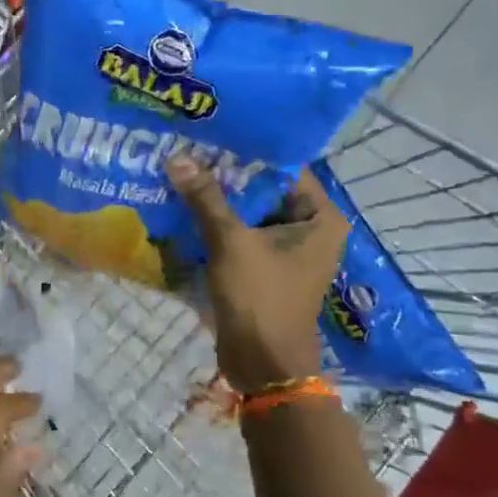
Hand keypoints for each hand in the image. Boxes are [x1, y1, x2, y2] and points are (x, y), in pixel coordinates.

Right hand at [168, 155, 348, 394]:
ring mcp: (287, 250)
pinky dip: (218, 223)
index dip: (248, 150)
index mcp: (319, 217)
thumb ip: (206, 198)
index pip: (284, 167)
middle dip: (227, 174)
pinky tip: (185, 206)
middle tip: (189, 148)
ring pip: (249, 211)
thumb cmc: (259, 298)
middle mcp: (310, 229)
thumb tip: (178, 158)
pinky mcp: (266, 267)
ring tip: (181, 170)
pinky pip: (241, 233)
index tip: (213, 132)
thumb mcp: (230, 242)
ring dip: (219, 198)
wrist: (262, 365)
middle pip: (264, 188)